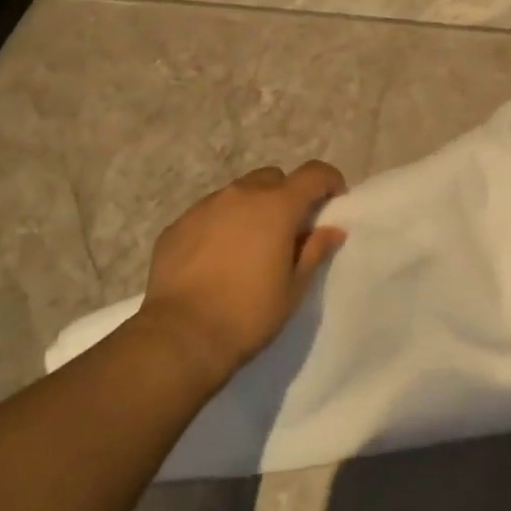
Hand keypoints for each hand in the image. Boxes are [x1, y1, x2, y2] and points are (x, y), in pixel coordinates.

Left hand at [135, 160, 347, 384]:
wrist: (180, 336)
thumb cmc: (248, 314)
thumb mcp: (293, 288)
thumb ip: (314, 251)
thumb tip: (332, 230)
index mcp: (277, 206)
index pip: (313, 174)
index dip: (328, 181)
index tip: (333, 201)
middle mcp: (241, 194)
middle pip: (273, 178)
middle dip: (286, 196)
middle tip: (288, 231)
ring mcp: (205, 206)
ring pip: (238, 193)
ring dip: (251, 209)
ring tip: (249, 247)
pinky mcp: (177, 224)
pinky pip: (208, 213)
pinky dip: (221, 225)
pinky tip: (216, 259)